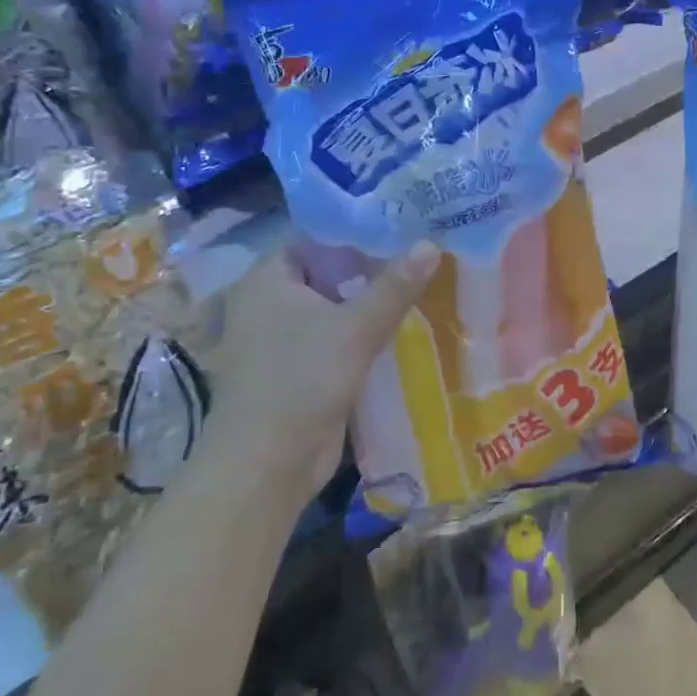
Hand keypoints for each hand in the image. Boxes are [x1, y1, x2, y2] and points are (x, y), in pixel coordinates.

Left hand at [206, 242, 440, 482]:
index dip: (355, 233)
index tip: (400, 231)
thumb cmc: (302, 380)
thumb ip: (395, 286)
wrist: (268, 464)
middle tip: (417, 259)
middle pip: (325, 275)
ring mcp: (276, 342)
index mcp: (266, 281)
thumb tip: (431, 244)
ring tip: (417, 291)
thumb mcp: (355, 327)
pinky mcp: (293, 372)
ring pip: (331, 310)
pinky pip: (331, 341)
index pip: (314, 240)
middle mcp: (265, 305)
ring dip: (367, 307)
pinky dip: (359, 336)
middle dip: (369, 271)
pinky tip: (398, 332)